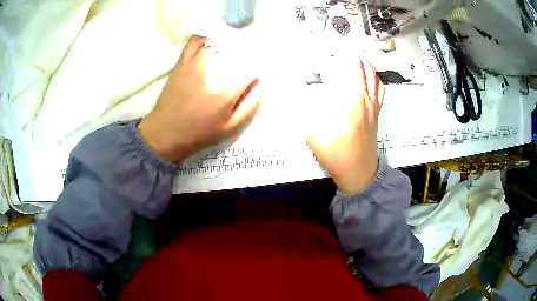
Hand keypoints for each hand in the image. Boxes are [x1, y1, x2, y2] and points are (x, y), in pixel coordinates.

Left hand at [138, 36, 261, 162]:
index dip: (260, 63)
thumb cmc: (199, 133)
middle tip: (249, 54)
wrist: (165, 131)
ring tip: (233, 45)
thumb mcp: (230, 128)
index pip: (251, 67)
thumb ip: (249, 105)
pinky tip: (212, 41)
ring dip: (229, 40)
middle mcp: (211, 72)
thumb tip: (261, 83)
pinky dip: (206, 37)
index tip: (260, 66)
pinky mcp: (182, 61)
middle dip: (247, 49)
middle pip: (237, 49)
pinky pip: (196, 40)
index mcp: (226, 92)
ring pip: (218, 40)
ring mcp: (195, 63)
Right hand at [305, 60, 384, 193]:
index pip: (352, 68)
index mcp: (352, 100)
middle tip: (344, 51)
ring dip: (367, 65)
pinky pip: (381, 90)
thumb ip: (305, 109)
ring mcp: (374, 107)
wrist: (358, 172)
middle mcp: (366, 99)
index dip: (344, 55)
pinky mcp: (377, 114)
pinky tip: (369, 78)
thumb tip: (297, 91)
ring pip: (375, 78)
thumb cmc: (336, 153)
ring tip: (356, 59)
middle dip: (355, 56)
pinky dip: (376, 79)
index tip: (335, 48)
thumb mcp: (313, 133)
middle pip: (366, 69)